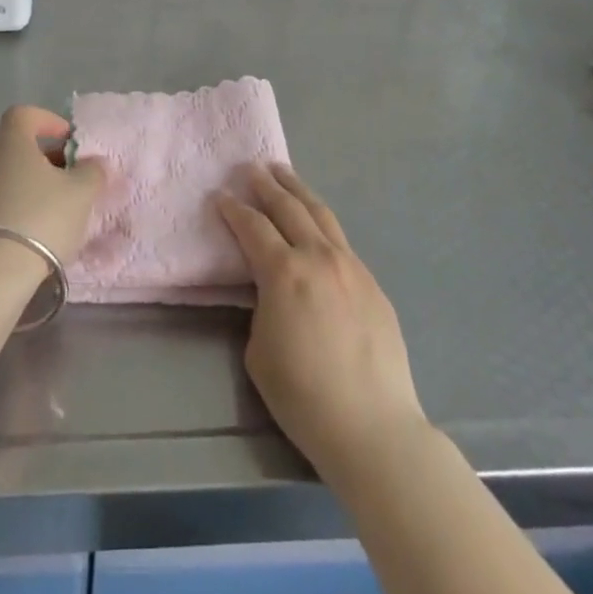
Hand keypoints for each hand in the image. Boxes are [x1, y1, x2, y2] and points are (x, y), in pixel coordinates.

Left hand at [0, 106, 104, 265]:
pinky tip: (25, 230)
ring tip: (47, 209)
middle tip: (65, 179)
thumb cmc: (40, 219)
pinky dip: (7, 206)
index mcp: (8, 141)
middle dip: (40, 157)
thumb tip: (93, 162)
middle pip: (12, 145)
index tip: (68, 141)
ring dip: (23, 184)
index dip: (48, 122)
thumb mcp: (81, 193)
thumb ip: (91, 171)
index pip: (25, 114)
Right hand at [218, 166, 428, 480]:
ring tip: (284, 173)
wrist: (373, 426)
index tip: (219, 195)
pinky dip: (322, 222)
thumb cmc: (303, 395)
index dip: (233, 209)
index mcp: (284, 272)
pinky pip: (341, 241)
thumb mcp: (259, 351)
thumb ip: (261, 307)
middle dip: (266, 185)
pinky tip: (316, 224)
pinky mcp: (372, 283)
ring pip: (321, 214)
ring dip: (298, 190)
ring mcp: (351, 266)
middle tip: (251, 168)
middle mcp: (318, 257)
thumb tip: (271, 292)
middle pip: (289, 207)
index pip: (253, 227)